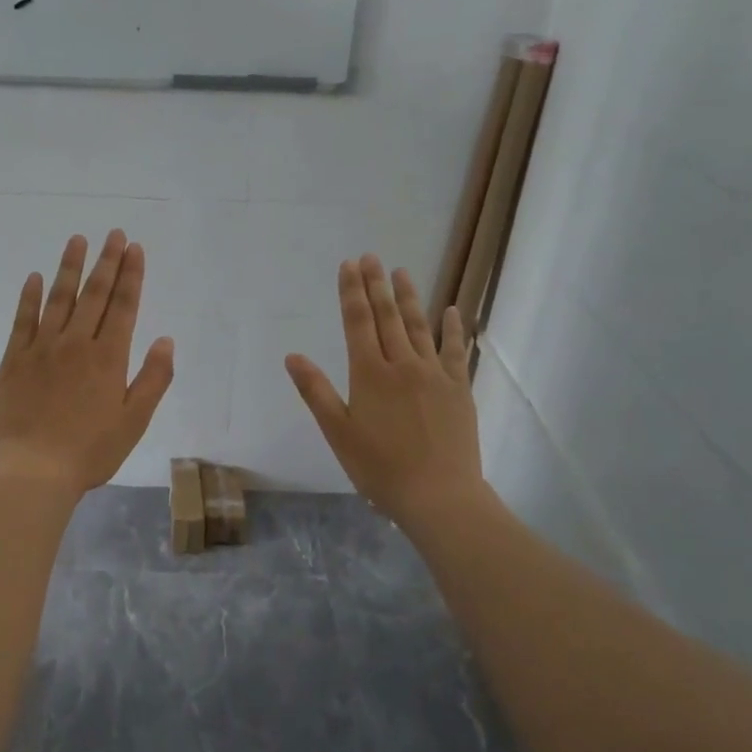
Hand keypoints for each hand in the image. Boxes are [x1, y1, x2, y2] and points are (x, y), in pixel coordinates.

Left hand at [0, 230, 174, 497]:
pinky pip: (23, 320)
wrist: (32, 470)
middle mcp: (76, 343)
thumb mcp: (134, 421)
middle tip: (113, 234)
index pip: (124, 306)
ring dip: (70, 268)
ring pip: (59, 299)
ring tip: (78, 240)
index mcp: (108, 357)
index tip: (134, 248)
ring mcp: (41, 349)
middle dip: (107, 262)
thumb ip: (153, 378)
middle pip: (95, 295)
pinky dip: (30, 297)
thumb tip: (165, 340)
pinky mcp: (14, 360)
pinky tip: (35, 278)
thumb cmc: (90, 451)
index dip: (131, 275)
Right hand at [286, 257, 484, 527]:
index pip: (358, 323)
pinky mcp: (459, 388)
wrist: (438, 495)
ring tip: (402, 272)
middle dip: (376, 285)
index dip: (351, 292)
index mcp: (370, 374)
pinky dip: (452, 329)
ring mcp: (435, 374)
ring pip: (419, 327)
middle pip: (387, 317)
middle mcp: (403, 364)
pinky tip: (450, 311)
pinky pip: (456, 350)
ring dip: (409, 298)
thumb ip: (316, 391)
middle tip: (371, 256)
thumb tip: (292, 356)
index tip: (348, 266)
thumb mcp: (338, 433)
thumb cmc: (379, 468)